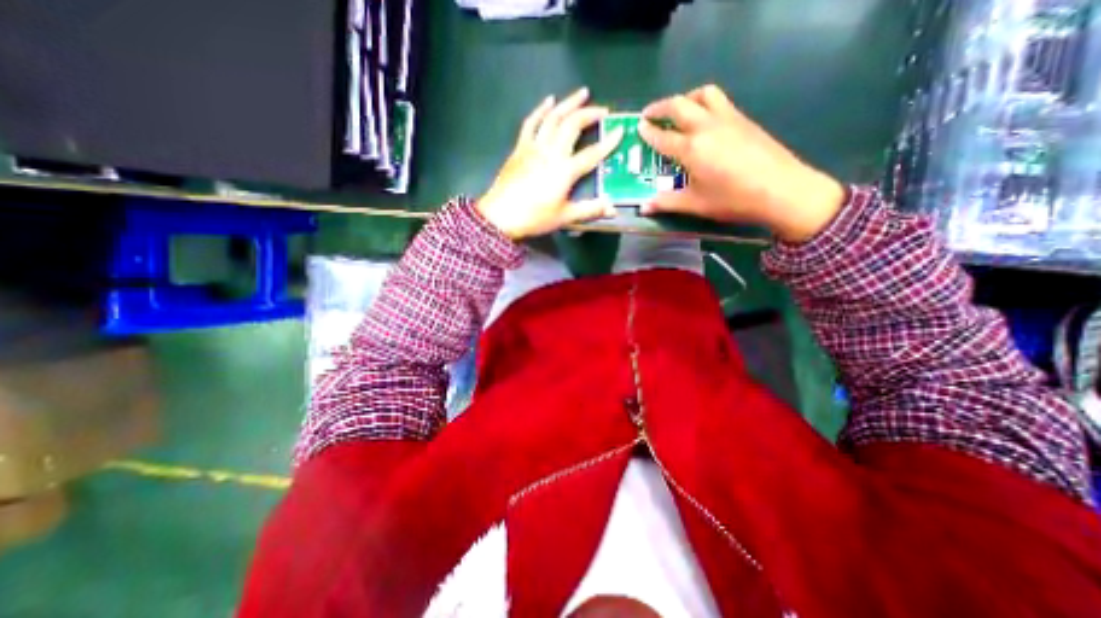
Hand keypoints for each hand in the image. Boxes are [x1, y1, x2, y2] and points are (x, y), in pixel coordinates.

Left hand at [479, 87, 623, 239]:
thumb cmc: (535, 218)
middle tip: (602, 110)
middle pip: (572, 125)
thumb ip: (590, 210)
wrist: (501, 216)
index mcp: (565, 170)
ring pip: (553, 117)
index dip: (608, 142)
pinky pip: (531, 123)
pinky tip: (549, 101)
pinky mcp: (520, 147)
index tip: (620, 131)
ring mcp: (534, 147)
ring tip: (582, 94)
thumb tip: (613, 209)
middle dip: (589, 114)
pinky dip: (541, 110)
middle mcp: (551, 152)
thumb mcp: (565, 217)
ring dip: (569, 103)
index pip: (592, 153)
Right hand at [633, 84, 844, 243]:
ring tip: (678, 110)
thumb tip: (644, 208)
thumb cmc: (733, 199)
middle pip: (679, 105)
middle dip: (660, 107)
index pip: (662, 136)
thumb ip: (667, 203)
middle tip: (649, 114)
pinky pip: (719, 101)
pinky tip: (704, 119)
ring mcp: (727, 119)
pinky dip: (704, 102)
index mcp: (691, 148)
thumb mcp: (695, 204)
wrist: (782, 189)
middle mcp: (706, 126)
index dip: (648, 132)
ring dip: (685, 98)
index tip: (638, 127)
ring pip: (702, 94)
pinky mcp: (743, 119)